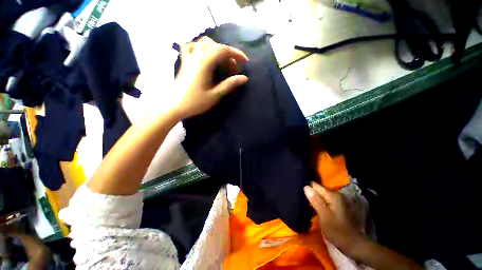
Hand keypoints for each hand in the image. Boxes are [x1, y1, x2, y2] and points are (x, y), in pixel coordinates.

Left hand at [173, 36, 248, 118]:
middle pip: (216, 46)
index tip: (245, 62)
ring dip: (216, 49)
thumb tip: (244, 78)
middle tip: (233, 69)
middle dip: (228, 55)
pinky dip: (200, 47)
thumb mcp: (215, 95)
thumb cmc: (195, 102)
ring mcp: (189, 57)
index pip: (223, 50)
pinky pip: (191, 47)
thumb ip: (229, 84)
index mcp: (204, 63)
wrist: (175, 105)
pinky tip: (204, 55)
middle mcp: (196, 55)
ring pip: (204, 43)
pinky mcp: (185, 62)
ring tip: (221, 62)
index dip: (237, 54)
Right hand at [304, 182, 366, 254]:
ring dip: (314, 198)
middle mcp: (336, 196)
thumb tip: (306, 186)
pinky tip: (314, 206)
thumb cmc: (338, 231)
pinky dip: (319, 202)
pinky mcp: (338, 208)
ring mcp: (338, 202)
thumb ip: (315, 200)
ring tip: (304, 199)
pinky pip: (325, 201)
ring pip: (322, 196)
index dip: (307, 187)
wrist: (353, 245)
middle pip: (319, 190)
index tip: (298, 189)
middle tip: (299, 195)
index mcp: (333, 196)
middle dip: (310, 192)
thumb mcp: (324, 215)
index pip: (316, 185)